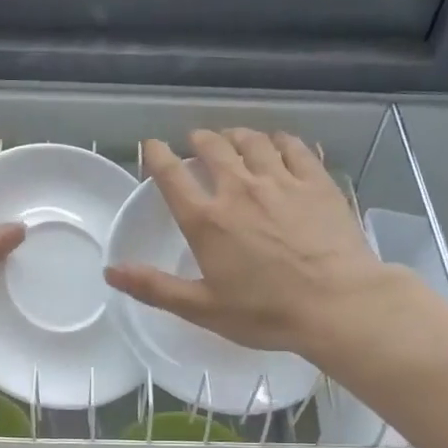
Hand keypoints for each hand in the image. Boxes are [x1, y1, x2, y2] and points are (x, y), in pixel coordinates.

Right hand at [104, 129, 386, 358]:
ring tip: (231, 137)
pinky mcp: (315, 182)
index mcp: (206, 220)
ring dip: (236, 135)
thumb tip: (110, 272)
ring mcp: (280, 181)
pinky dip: (279, 140)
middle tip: (195, 141)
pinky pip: (293, 146)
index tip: (151, 146)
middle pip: (213, 148)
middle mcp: (239, 189)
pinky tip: (277, 143)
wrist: (337, 304)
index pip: (171, 175)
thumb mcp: (202, 308)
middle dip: (198, 140)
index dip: (156, 155)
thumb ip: (154, 287)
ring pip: (252, 141)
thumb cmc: (265, 312)